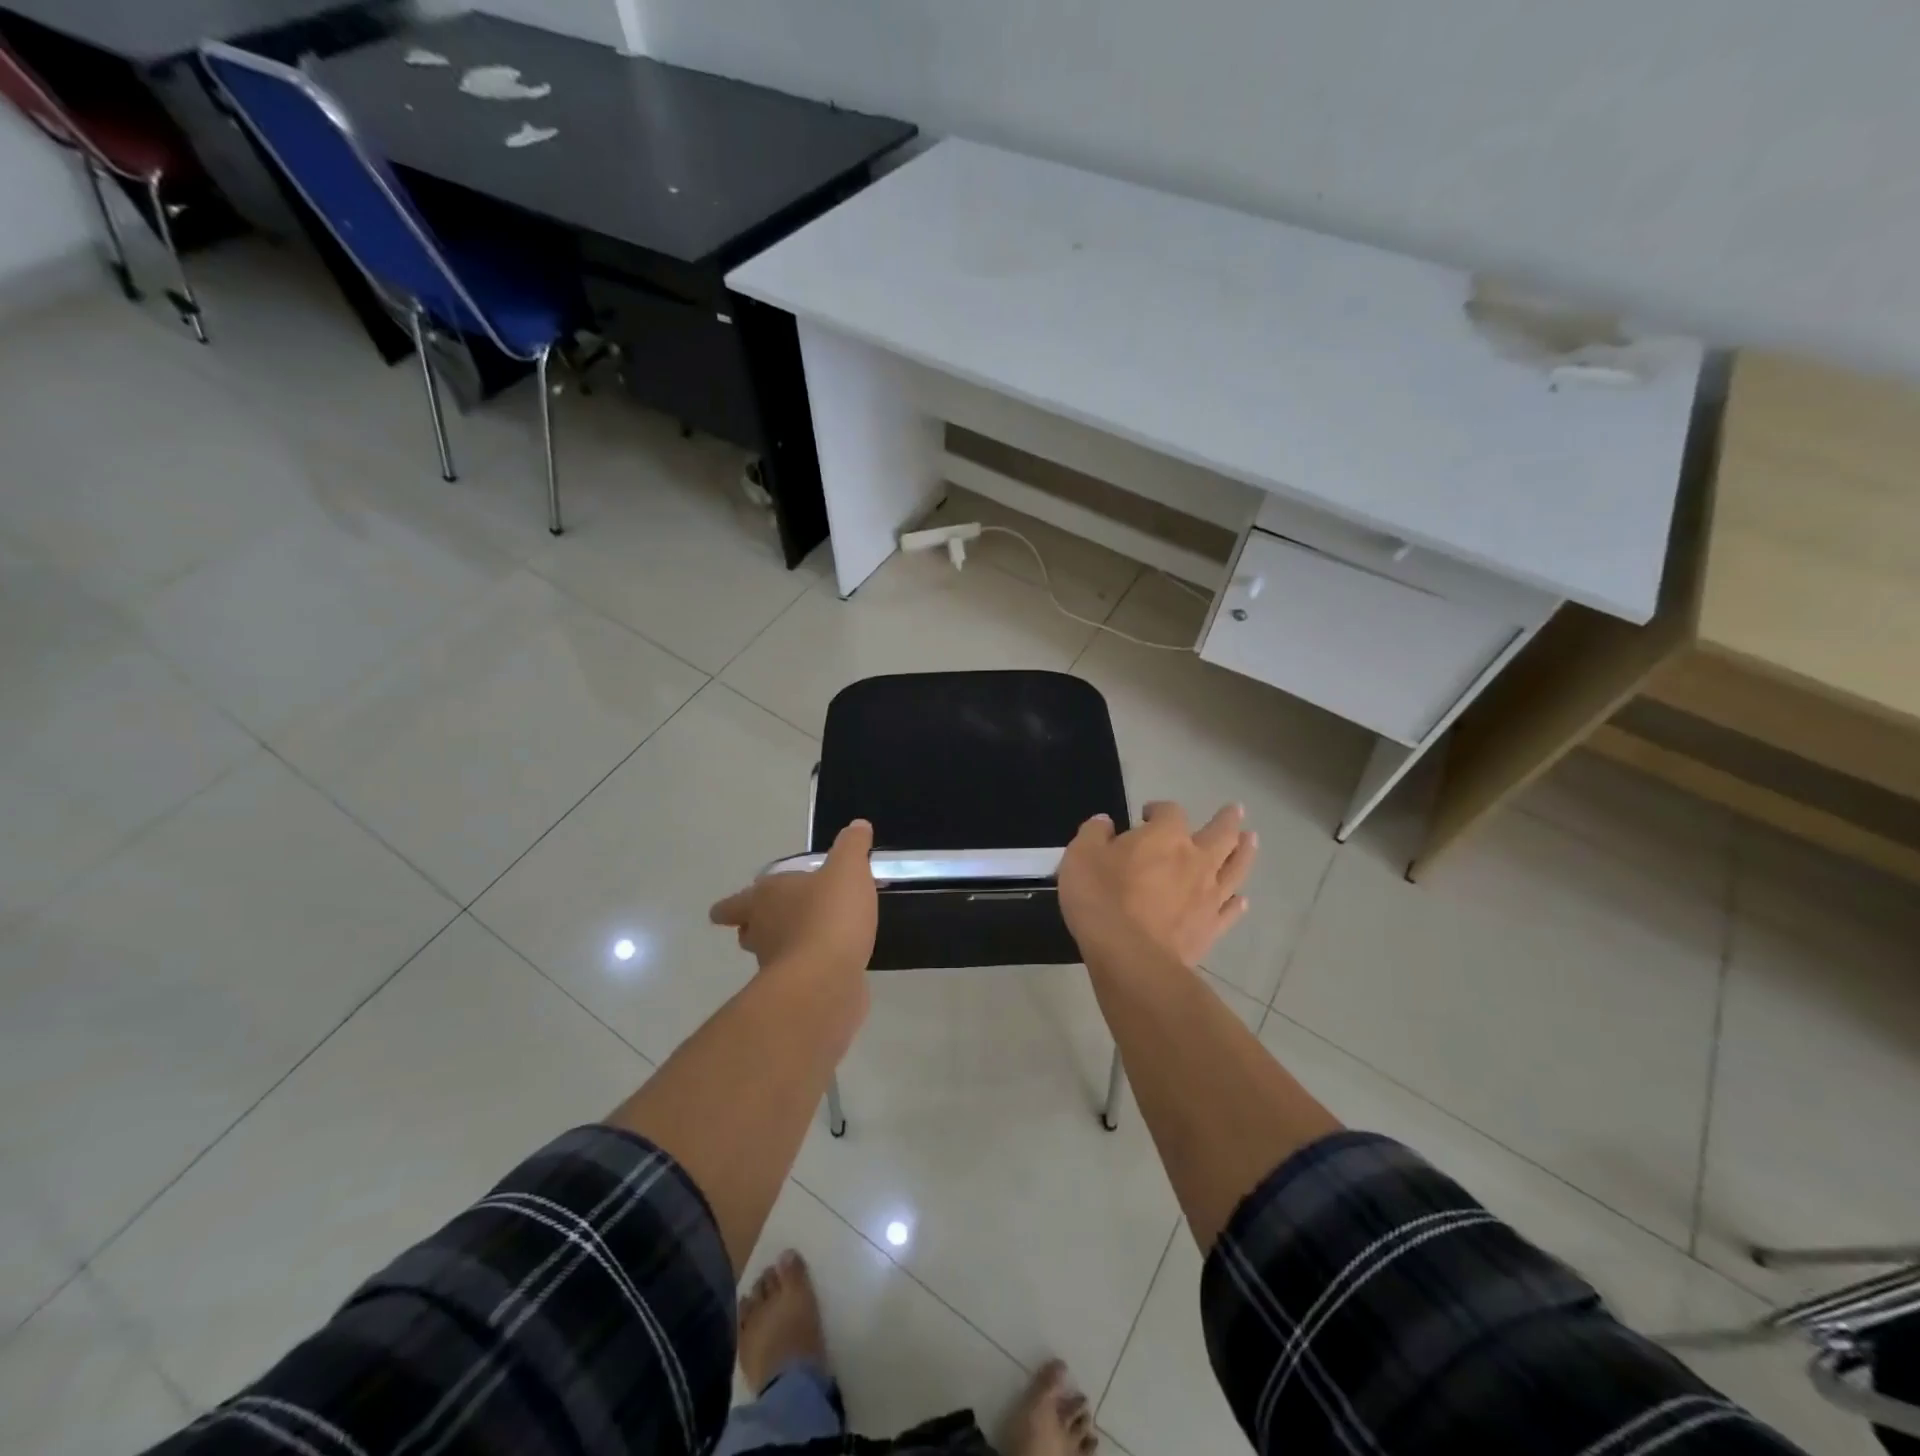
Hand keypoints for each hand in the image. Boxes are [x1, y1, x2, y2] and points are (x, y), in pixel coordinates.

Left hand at [710, 819, 878, 974]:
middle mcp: (762, 932)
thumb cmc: (829, 915)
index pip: (733, 904)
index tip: (732, 910)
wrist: (827, 980)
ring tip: (816, 937)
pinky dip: (813, 969)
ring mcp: (776, 967)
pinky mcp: (797, 993)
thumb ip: (852, 846)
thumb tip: (858, 826)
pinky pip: (802, 976)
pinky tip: (836, 962)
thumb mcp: (848, 869)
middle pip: (749, 930)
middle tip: (780, 919)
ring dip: (788, 947)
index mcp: (765, 899)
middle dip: (759, 925)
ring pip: (773, 955)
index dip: (732, 906)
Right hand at [1057, 802, 1256, 967]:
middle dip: (1227, 820)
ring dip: (1245, 851)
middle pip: (1220, 833)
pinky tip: (1240, 899)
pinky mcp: (1211, 927)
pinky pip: (1229, 911)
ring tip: (1250, 840)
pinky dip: (1236, 902)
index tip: (1146, 815)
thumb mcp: (1081, 855)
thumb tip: (1105, 822)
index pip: (1170, 812)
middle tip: (1235, 811)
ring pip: (1235, 868)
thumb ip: (1094, 833)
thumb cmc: (1101, 898)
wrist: (1129, 956)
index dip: (1159, 809)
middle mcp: (1195, 860)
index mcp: (1165, 836)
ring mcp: (1208, 895)